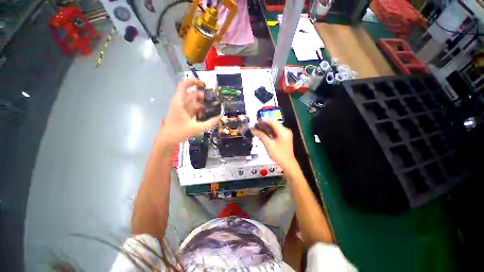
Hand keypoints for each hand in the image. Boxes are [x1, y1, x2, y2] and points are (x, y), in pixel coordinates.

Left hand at [158, 79, 219, 147]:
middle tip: (215, 100)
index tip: (205, 84)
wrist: (167, 140)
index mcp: (180, 101)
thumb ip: (209, 123)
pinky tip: (208, 114)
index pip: (185, 85)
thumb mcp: (196, 128)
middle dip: (204, 96)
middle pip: (193, 94)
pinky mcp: (185, 114)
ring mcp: (183, 108)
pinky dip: (201, 110)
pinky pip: (194, 108)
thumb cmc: (178, 132)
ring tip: (214, 107)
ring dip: (203, 104)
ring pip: (194, 102)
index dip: (194, 81)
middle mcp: (181, 102)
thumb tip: (220, 118)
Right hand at [252, 120, 296, 170]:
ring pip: (275, 127)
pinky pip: (276, 131)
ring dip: (267, 127)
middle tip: (256, 125)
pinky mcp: (285, 137)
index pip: (272, 122)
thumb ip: (261, 136)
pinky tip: (264, 133)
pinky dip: (270, 131)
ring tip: (258, 128)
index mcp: (283, 131)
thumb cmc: (278, 155)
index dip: (264, 121)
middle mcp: (285, 131)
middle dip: (265, 124)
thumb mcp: (269, 145)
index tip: (256, 121)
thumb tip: (253, 130)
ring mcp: (286, 134)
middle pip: (274, 124)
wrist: (288, 164)